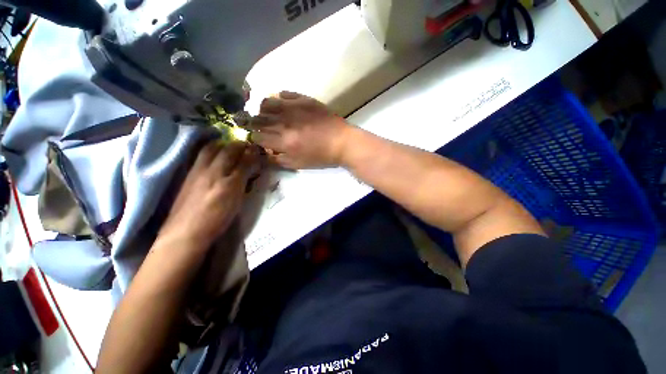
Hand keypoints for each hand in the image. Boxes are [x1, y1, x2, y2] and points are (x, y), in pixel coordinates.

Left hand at [159, 141, 259, 248]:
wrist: (186, 233)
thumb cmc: (216, 216)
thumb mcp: (236, 196)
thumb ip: (244, 175)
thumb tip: (252, 160)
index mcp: (221, 174)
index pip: (238, 155)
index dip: (248, 149)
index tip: (257, 148)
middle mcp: (207, 168)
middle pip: (222, 148)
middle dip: (235, 144)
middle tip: (246, 146)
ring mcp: (195, 172)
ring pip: (209, 151)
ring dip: (221, 145)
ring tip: (231, 148)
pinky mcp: (188, 179)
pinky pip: (201, 158)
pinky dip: (211, 152)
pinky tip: (216, 158)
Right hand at [248, 91, 351, 168]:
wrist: (342, 142)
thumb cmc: (322, 157)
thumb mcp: (299, 165)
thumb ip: (278, 160)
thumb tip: (264, 152)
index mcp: (284, 142)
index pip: (257, 137)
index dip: (255, 138)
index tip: (258, 138)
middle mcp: (285, 123)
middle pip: (258, 119)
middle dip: (254, 123)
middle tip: (258, 125)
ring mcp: (294, 108)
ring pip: (266, 102)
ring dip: (263, 110)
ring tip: (269, 114)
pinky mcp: (304, 99)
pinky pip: (283, 93)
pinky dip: (278, 98)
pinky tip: (282, 105)